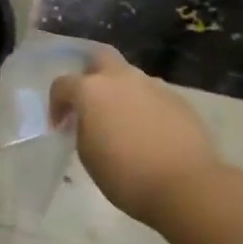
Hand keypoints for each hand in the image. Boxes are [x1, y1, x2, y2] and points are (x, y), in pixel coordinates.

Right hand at [50, 46, 222, 227]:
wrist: (186, 185)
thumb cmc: (127, 176)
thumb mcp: (88, 156)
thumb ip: (84, 129)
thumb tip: (91, 122)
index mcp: (92, 90)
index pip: (63, 84)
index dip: (56, 104)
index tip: (60, 126)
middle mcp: (121, 78)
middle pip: (100, 58)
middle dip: (90, 74)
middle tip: (90, 102)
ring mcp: (153, 85)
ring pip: (130, 77)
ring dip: (121, 93)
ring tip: (123, 123)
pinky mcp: (177, 99)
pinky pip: (153, 96)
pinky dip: (145, 108)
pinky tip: (149, 133)